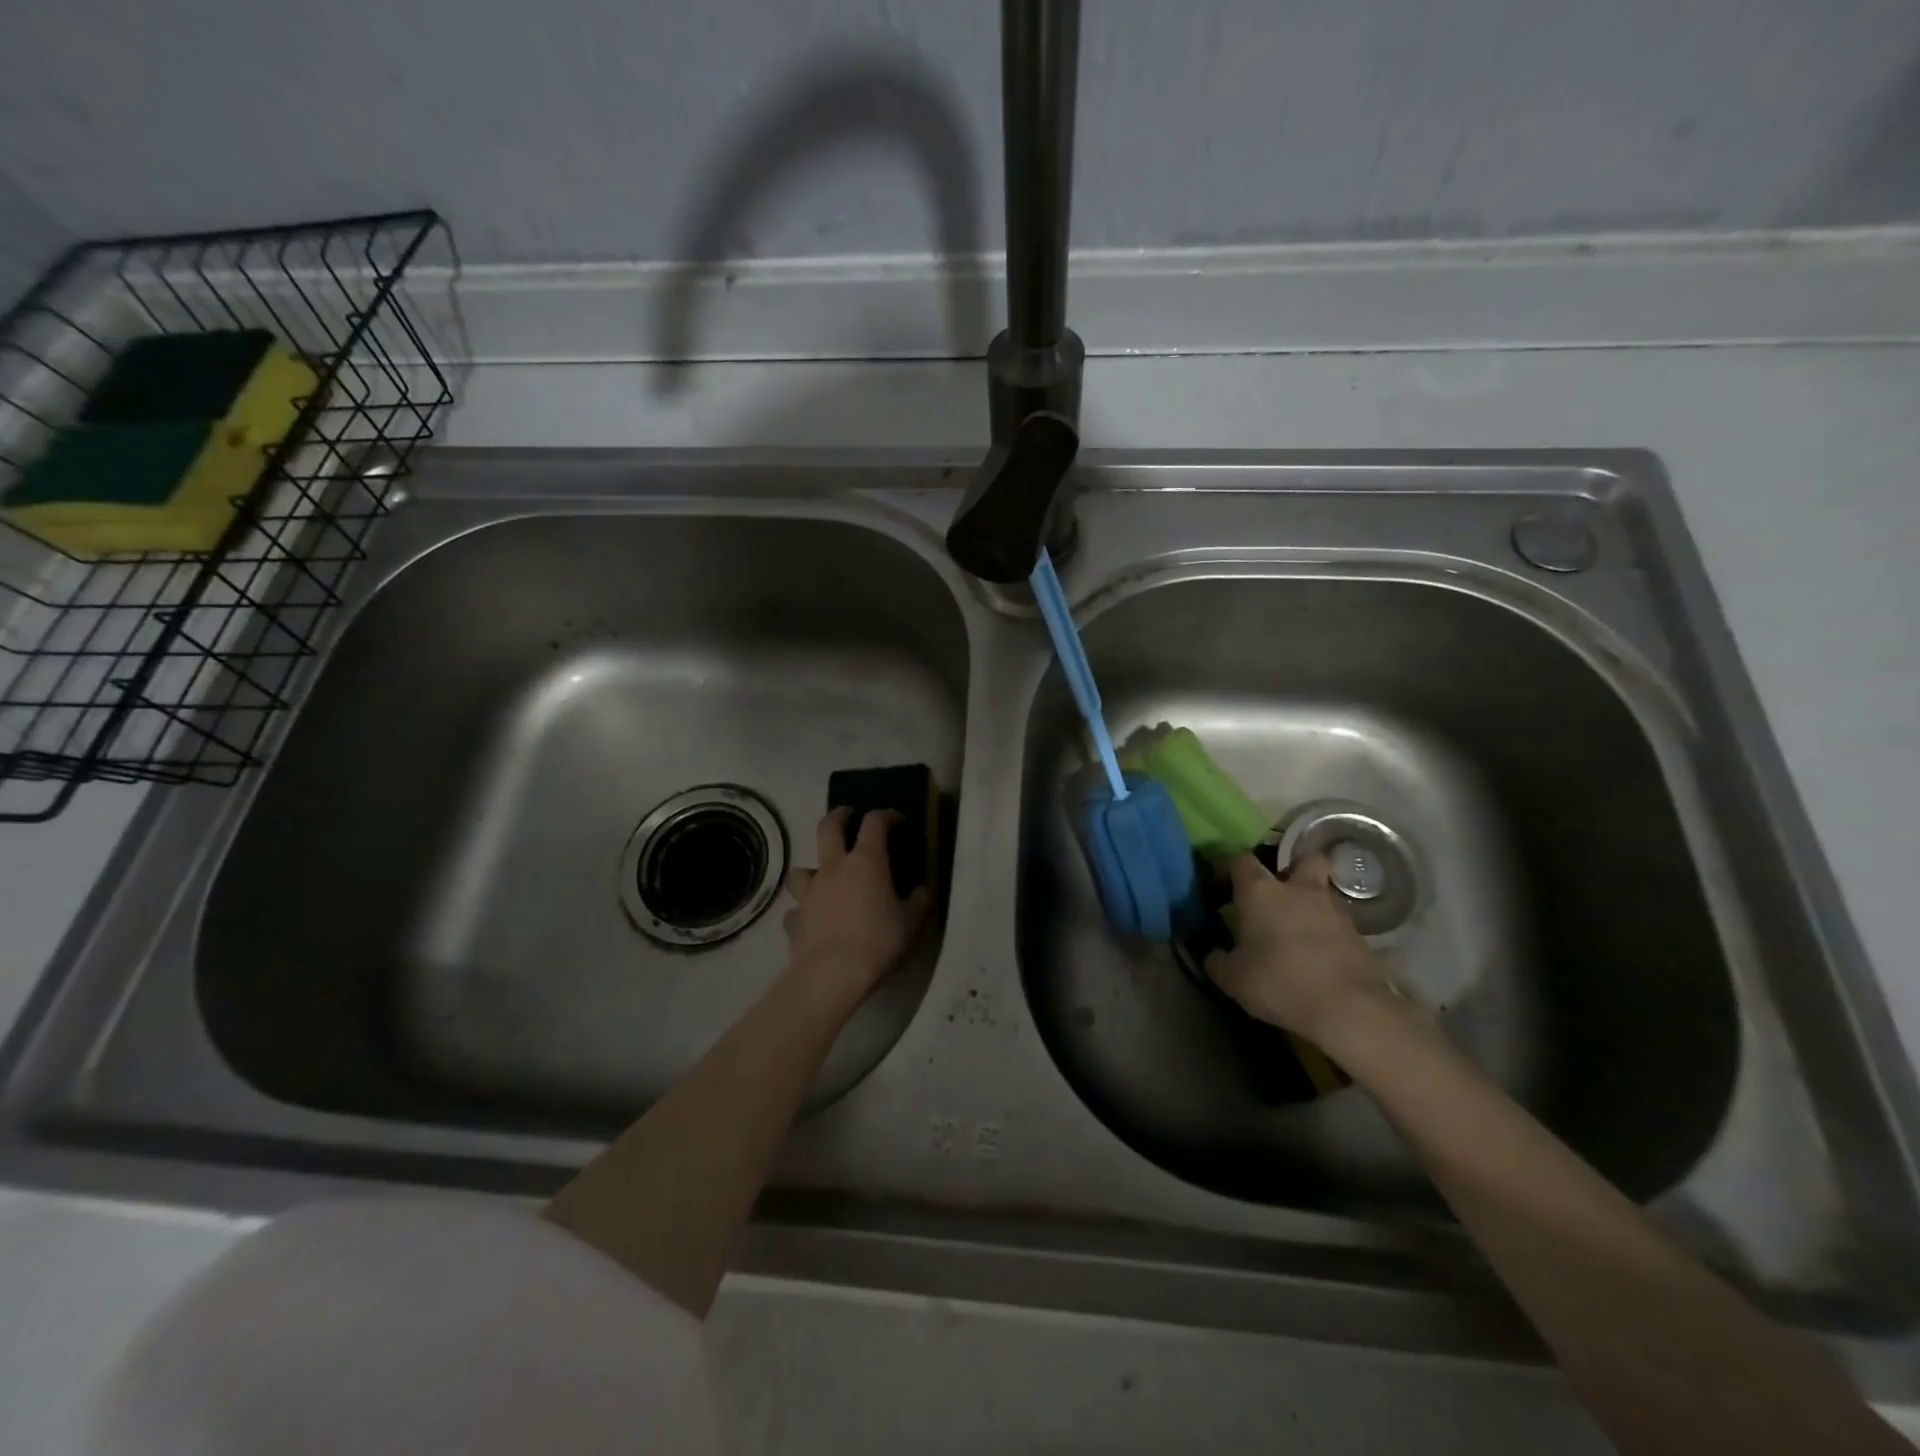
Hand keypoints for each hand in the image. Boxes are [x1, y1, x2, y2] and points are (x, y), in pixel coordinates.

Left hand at [783, 808, 933, 1001]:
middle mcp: (834, 868)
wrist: (832, 975)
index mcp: (866, 862)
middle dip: (838, 816)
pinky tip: (811, 921)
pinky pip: (796, 909)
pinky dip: (803, 911)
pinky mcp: (794, 919)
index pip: (875, 823)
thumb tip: (922, 891)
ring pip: (802, 868)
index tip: (897, 819)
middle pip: (828, 828)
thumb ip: (918, 903)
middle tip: (847, 815)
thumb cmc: (878, 942)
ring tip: (822, 877)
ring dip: (812, 868)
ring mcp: (809, 893)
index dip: (886, 815)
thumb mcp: (911, 924)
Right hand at [1205, 852, 1392, 1044]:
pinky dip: (1325, 931)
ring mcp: (1333, 910)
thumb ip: (1218, 961)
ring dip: (1309, 904)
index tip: (1220, 887)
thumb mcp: (1232, 978)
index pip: (1240, 861)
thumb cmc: (1279, 982)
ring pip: (1321, 891)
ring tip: (1295, 931)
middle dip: (1291, 869)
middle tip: (1276, 893)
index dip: (1228, 869)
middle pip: (1302, 859)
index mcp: (1260, 892)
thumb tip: (1214, 954)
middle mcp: (1298, 890)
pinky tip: (1316, 954)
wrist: (1349, 1009)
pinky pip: (1336, 922)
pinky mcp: (1358, 935)